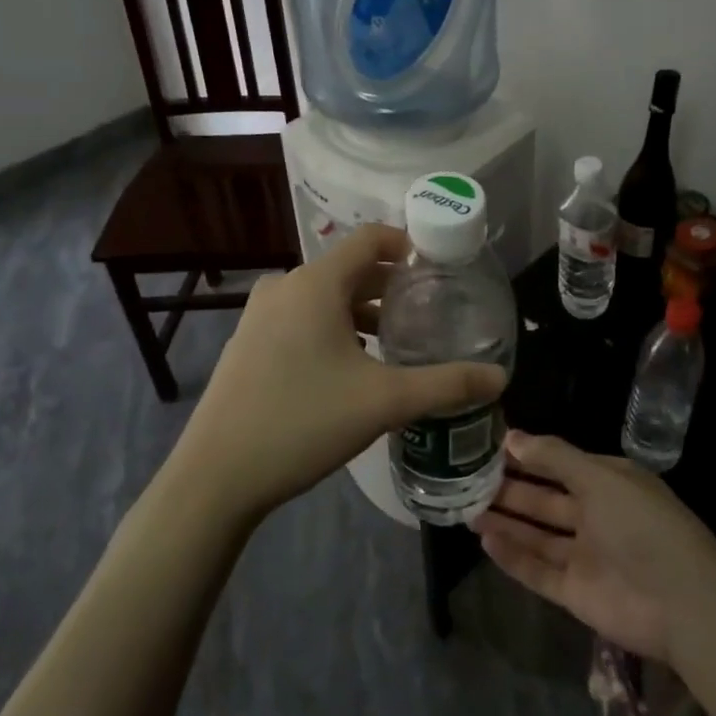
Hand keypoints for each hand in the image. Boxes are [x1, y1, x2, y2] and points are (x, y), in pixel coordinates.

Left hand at [168, 224, 507, 522]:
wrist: (216, 477)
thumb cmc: (303, 423)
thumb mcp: (384, 402)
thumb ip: (446, 384)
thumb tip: (500, 377)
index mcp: (314, 283)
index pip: (369, 238)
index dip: (407, 245)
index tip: (438, 269)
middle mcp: (284, 286)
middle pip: (348, 268)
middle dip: (389, 286)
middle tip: (425, 313)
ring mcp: (259, 314)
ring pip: (323, 296)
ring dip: (360, 310)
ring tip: (394, 341)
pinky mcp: (247, 342)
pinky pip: (300, 317)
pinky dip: (331, 326)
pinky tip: (350, 366)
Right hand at [477, 431, 715, 664]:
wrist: (683, 602)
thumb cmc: (642, 525)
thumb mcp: (600, 478)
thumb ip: (555, 458)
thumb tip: (513, 436)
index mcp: (607, 483)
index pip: (559, 464)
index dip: (526, 456)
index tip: (487, 447)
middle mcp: (595, 516)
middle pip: (544, 500)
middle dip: (510, 489)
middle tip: (467, 479)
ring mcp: (586, 557)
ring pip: (538, 535)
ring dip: (506, 521)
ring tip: (467, 508)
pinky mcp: (576, 593)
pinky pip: (538, 571)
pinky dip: (513, 557)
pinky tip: (485, 540)